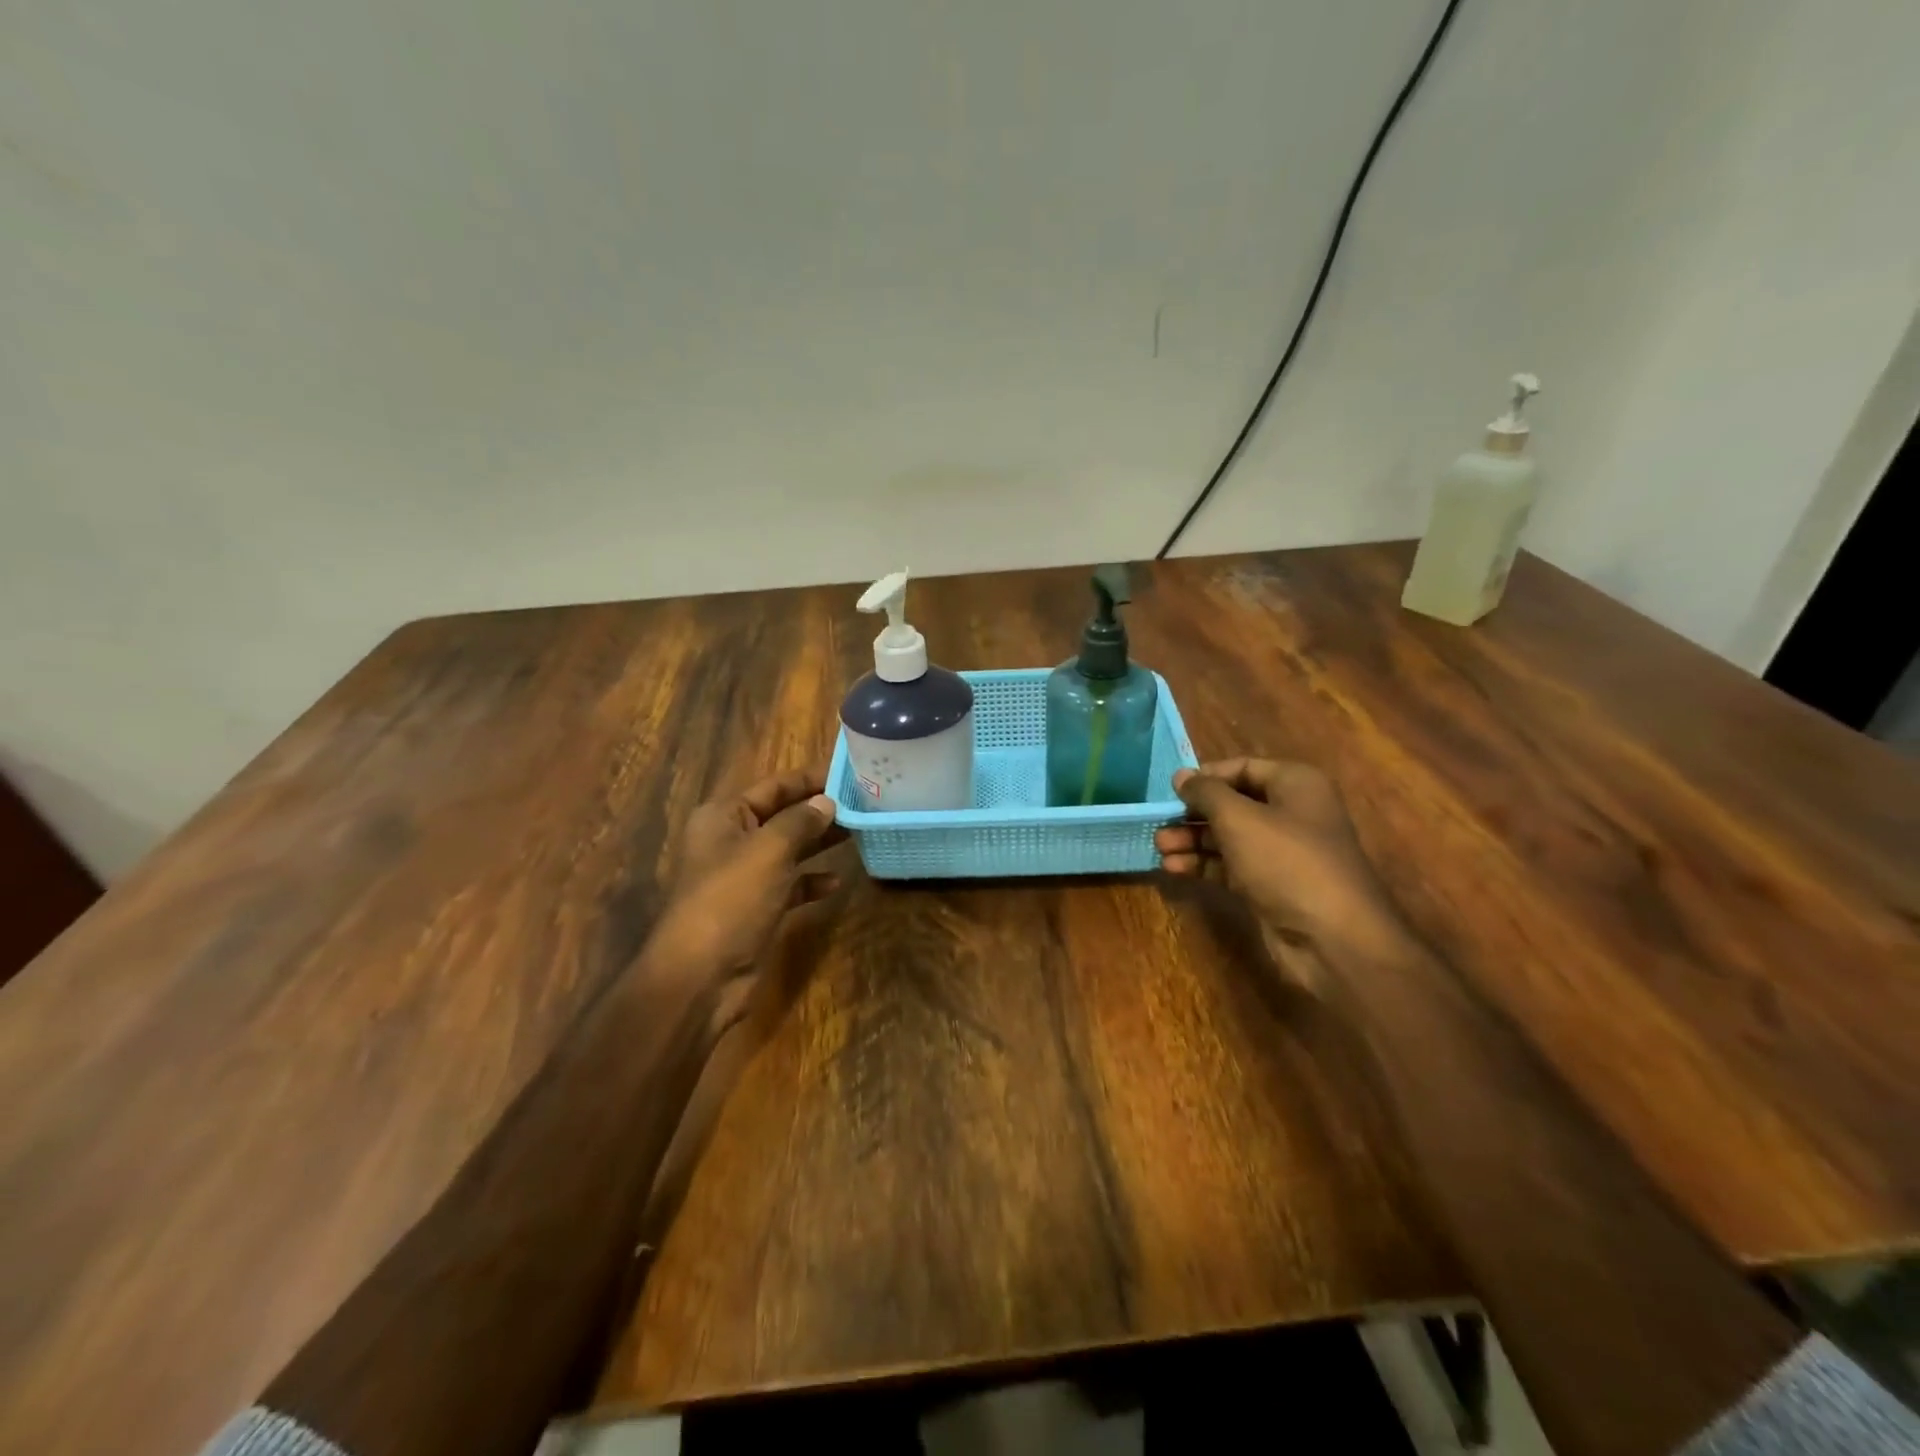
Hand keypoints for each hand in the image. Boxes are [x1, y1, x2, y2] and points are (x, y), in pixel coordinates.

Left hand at [646, 768, 844, 997]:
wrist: (702, 976)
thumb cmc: (731, 899)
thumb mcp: (769, 850)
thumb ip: (800, 821)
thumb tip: (827, 802)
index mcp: (724, 817)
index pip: (773, 786)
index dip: (810, 779)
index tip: (849, 773)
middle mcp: (731, 841)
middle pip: (782, 816)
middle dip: (820, 811)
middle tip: (863, 804)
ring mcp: (743, 877)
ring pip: (789, 850)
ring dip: (820, 844)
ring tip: (858, 835)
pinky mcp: (756, 908)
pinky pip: (790, 885)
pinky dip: (811, 881)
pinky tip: (836, 883)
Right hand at [1154, 757, 1398, 953]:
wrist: (1333, 938)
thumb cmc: (1287, 862)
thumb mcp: (1239, 818)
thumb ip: (1206, 793)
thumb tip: (1181, 776)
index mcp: (1295, 784)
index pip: (1243, 767)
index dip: (1206, 776)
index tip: (1172, 790)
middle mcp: (1291, 813)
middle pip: (1233, 804)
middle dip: (1194, 813)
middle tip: (1160, 823)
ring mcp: (1282, 853)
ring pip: (1228, 837)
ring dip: (1193, 841)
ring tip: (1160, 848)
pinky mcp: (1270, 886)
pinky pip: (1230, 866)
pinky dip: (1204, 865)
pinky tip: (1173, 868)